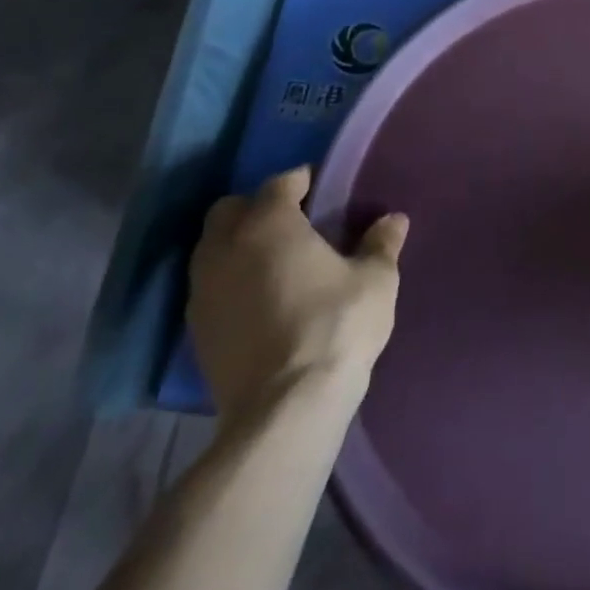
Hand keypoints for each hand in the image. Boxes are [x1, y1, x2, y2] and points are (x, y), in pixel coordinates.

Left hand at [188, 166, 408, 426]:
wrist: (285, 408)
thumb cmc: (336, 326)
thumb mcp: (375, 280)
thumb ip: (381, 244)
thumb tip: (394, 220)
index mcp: (269, 224)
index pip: (279, 183)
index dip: (301, 181)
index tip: (322, 189)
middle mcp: (226, 248)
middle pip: (230, 210)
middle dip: (257, 208)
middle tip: (293, 223)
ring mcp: (203, 291)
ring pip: (212, 249)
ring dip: (238, 245)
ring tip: (275, 262)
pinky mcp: (195, 331)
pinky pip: (209, 287)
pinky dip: (230, 282)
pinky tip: (259, 300)